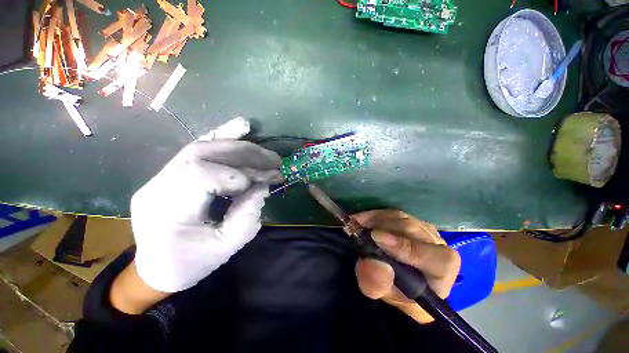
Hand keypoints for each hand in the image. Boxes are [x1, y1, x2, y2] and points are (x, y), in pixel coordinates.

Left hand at [130, 118, 281, 292]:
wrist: (155, 270)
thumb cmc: (190, 264)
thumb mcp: (225, 247)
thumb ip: (247, 216)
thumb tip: (263, 187)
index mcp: (166, 211)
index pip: (200, 174)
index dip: (235, 176)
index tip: (258, 186)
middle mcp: (157, 186)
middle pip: (202, 154)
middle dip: (244, 154)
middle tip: (273, 160)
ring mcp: (160, 177)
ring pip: (200, 146)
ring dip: (235, 142)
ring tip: (258, 138)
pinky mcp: (170, 174)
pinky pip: (197, 149)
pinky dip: (221, 137)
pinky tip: (238, 128)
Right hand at [353, 210, 459, 323]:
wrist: (402, 281)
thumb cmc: (400, 293)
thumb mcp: (387, 295)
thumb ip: (379, 284)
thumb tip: (372, 263)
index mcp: (443, 267)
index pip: (433, 256)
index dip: (405, 247)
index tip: (376, 239)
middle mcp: (436, 242)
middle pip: (411, 229)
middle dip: (382, 229)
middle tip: (358, 232)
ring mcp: (422, 227)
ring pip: (399, 217)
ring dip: (374, 220)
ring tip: (356, 226)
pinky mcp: (408, 218)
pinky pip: (389, 212)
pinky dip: (372, 215)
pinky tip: (359, 220)